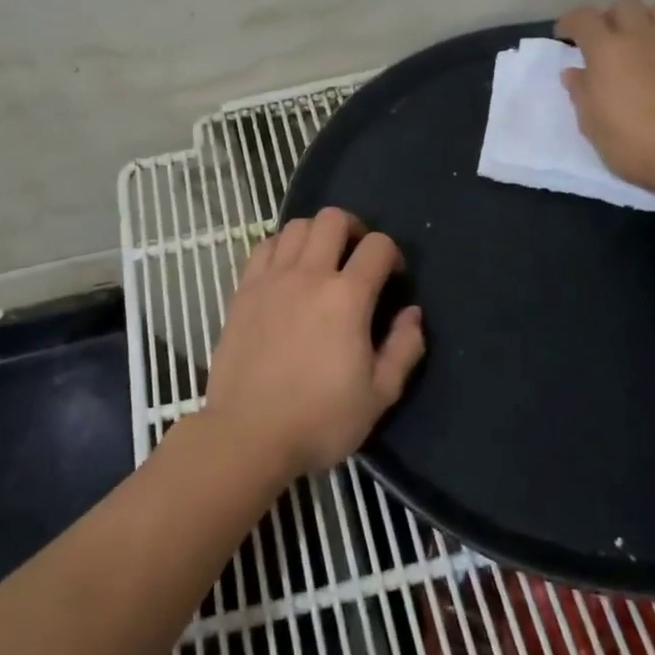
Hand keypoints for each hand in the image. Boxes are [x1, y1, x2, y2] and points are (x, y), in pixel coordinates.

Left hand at [207, 207, 425, 480]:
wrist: (248, 435)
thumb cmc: (320, 420)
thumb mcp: (380, 396)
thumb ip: (404, 349)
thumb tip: (413, 314)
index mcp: (347, 298)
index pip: (378, 246)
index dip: (392, 255)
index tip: (393, 279)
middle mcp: (308, 276)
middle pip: (332, 219)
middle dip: (354, 230)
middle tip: (357, 258)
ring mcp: (270, 280)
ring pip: (295, 226)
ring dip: (316, 235)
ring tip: (321, 262)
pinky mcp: (242, 291)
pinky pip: (263, 247)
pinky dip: (280, 247)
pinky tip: (286, 272)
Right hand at [557, 0, 654, 200]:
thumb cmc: (631, 144)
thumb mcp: (591, 124)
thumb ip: (581, 92)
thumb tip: (574, 72)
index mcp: (606, 51)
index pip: (583, 19)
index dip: (570, 22)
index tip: (565, 34)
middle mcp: (641, 35)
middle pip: (624, 5)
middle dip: (612, 17)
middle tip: (608, 39)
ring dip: (649, 20)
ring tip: (647, 40)